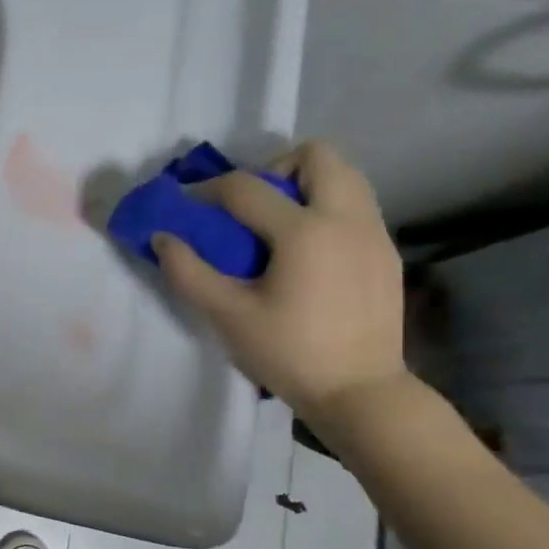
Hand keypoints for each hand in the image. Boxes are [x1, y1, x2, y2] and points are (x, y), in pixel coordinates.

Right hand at [153, 140, 405, 422]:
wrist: (360, 393)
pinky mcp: (386, 253)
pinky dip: (326, 209)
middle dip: (275, 169)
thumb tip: (162, 238)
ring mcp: (375, 234)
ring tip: (277, 225)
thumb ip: (188, 272)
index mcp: (306, 232)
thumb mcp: (227, 315)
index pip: (247, 187)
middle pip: (317, 156)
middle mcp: (347, 219)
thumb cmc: (288, 353)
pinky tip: (306, 252)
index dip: (207, 189)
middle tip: (250, 206)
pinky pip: (356, 206)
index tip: (186, 205)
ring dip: (305, 185)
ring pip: (345, 176)